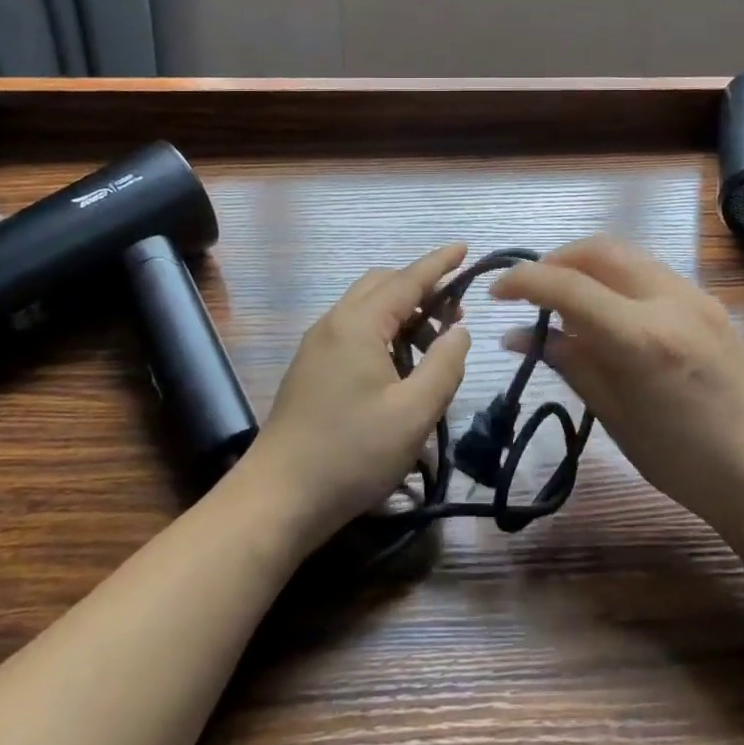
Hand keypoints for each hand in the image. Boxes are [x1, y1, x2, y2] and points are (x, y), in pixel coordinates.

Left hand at [242, 242, 471, 547]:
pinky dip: (383, 332)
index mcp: (358, 324)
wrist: (278, 497)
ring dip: (403, 313)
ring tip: (433, 346)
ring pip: (367, 309)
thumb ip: (445, 366)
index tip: (465, 247)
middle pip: (382, 285)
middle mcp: (334, 323)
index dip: (439, 263)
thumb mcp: (414, 413)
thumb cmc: (352, 453)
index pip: (407, 279)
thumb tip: (459, 331)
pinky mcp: (311, 368)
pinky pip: (353, 330)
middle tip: (455, 311)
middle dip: (421, 288)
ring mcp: (317, 345)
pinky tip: (400, 366)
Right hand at [490, 236, 743, 542]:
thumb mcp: (614, 416)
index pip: (568, 285)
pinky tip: (606, 309)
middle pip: (598, 249)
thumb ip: (569, 362)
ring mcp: (695, 296)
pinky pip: (649, 271)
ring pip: (625, 253)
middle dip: (555, 260)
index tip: (497, 292)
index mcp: (642, 337)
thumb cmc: (682, 462)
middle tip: (530, 290)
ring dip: (586, 264)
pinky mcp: (709, 301)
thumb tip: (518, 335)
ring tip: (564, 297)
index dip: (523, 281)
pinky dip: (616, 276)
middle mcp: (670, 300)